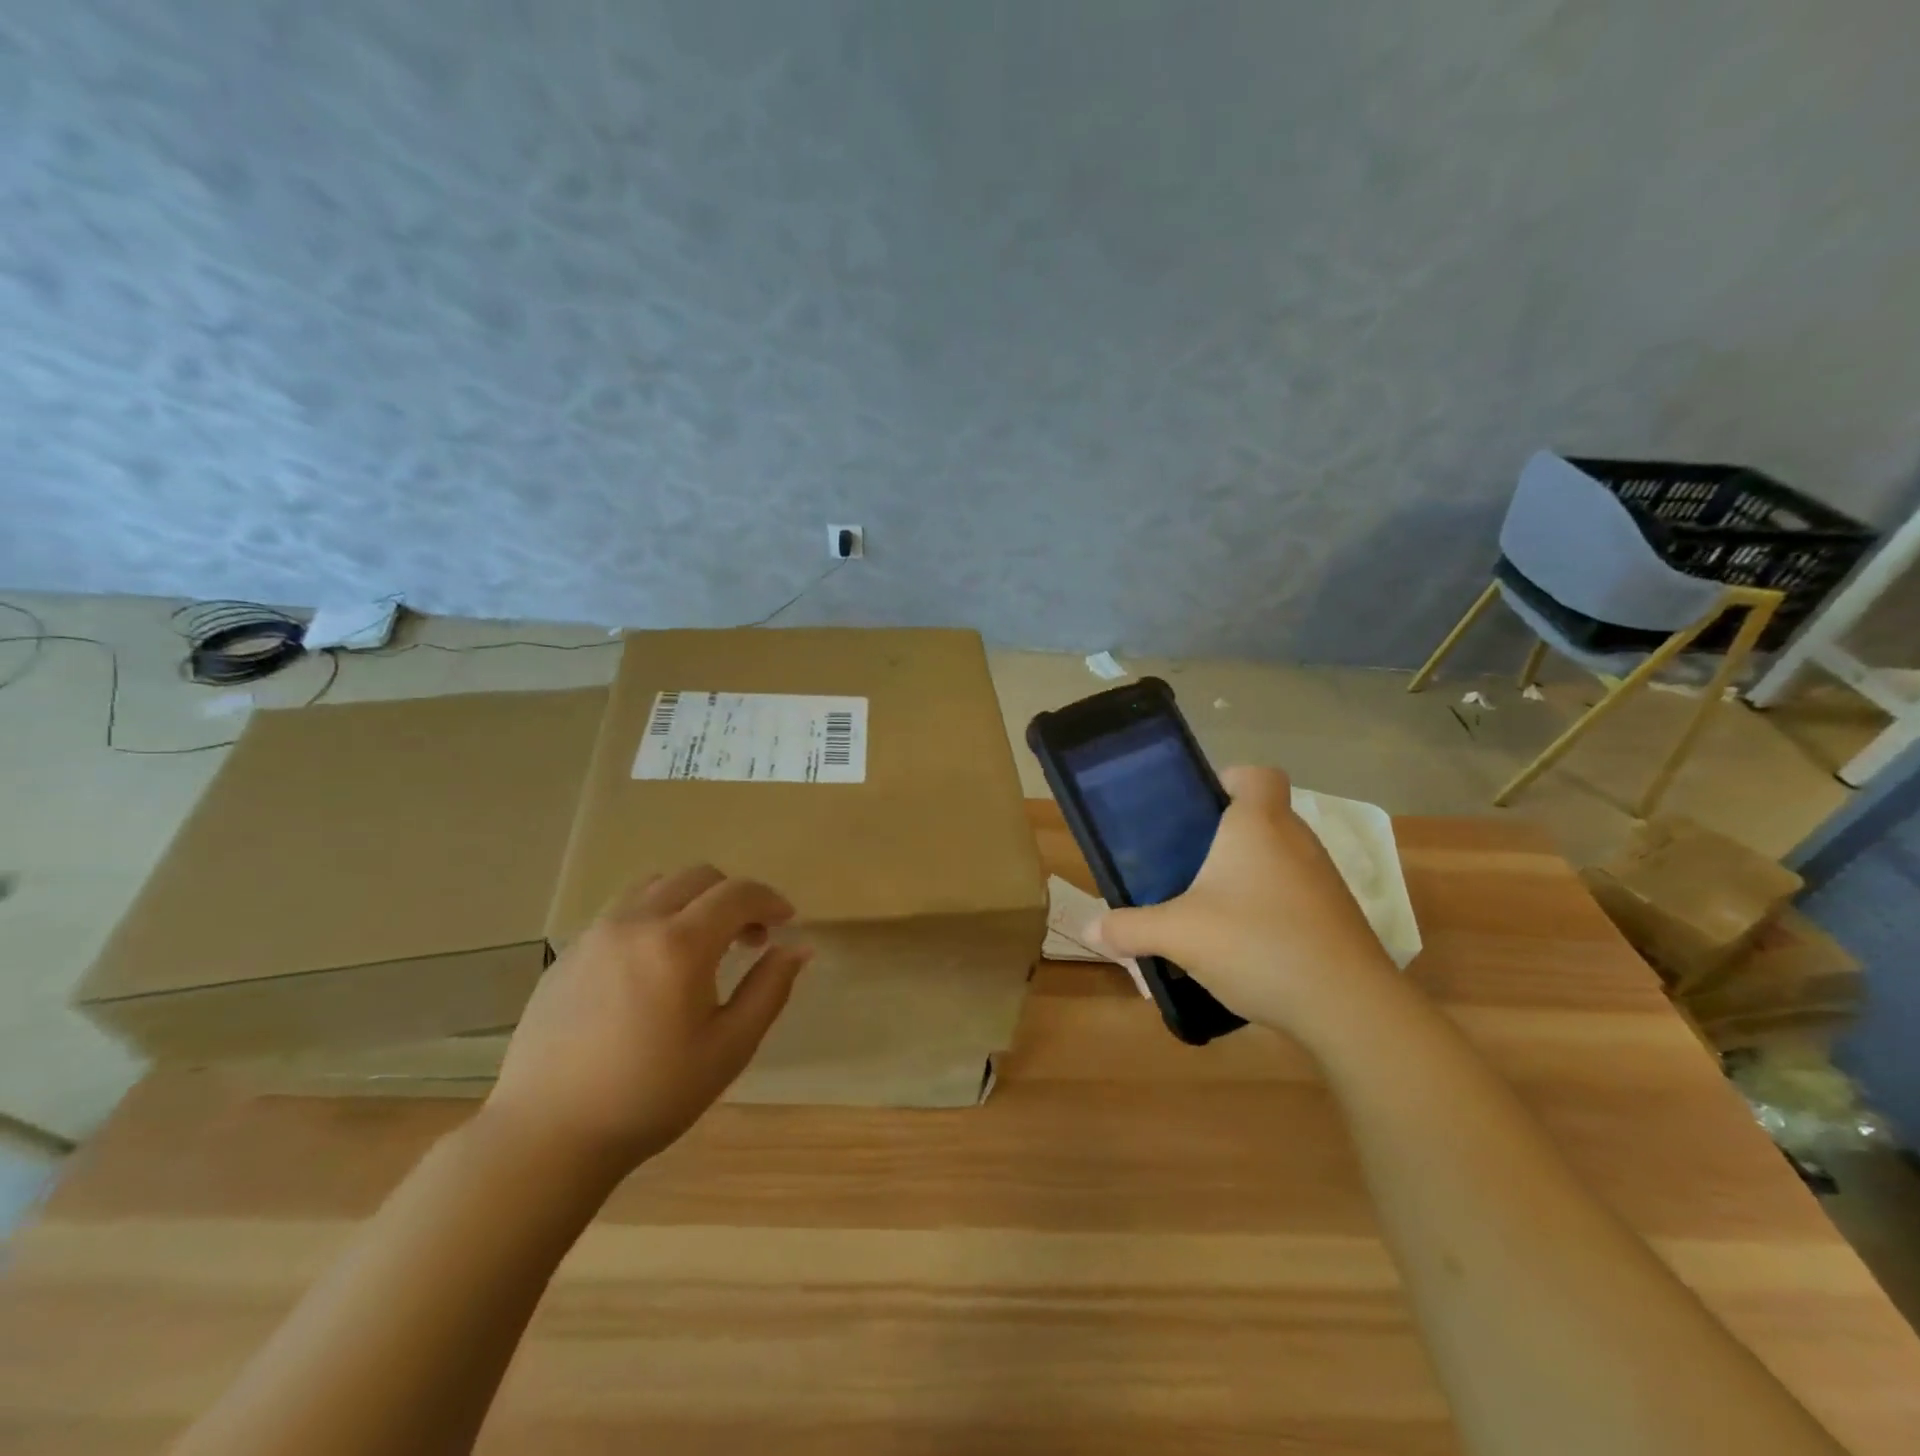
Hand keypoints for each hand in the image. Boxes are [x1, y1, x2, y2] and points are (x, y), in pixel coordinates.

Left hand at [483, 866, 810, 1179]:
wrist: (547, 1135)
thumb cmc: (651, 1095)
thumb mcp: (729, 1048)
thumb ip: (770, 989)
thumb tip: (798, 948)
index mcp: (680, 945)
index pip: (738, 893)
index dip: (770, 899)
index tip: (786, 921)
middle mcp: (636, 922)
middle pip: (698, 876)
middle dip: (734, 897)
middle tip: (749, 939)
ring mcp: (596, 933)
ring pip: (657, 886)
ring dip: (692, 901)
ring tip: (701, 945)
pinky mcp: (569, 952)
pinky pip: (623, 912)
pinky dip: (654, 918)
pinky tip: (654, 968)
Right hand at [1093, 766, 1401, 1037]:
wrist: (1347, 1007)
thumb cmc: (1257, 944)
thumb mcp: (1178, 935)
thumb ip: (1129, 928)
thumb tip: (1089, 930)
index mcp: (1258, 824)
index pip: (1256, 774)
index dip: (1227, 781)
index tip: (1196, 811)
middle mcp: (1296, 840)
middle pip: (1260, 817)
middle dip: (1222, 837)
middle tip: (1184, 865)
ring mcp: (1322, 878)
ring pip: (1277, 858)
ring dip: (1245, 875)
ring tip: (1209, 909)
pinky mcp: (1336, 915)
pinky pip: (1293, 893)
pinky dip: (1269, 906)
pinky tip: (1244, 944)